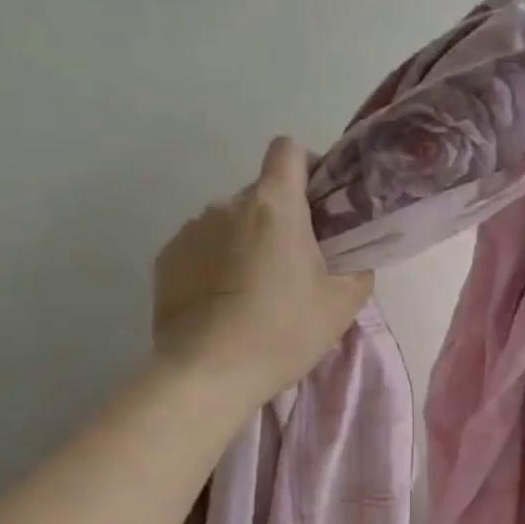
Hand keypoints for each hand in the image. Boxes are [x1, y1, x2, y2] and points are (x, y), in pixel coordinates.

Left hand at [152, 137, 373, 403]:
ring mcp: (191, 230)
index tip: (317, 202)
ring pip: (230, 222)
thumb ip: (358, 268)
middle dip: (279, 219)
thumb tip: (352, 258)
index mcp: (274, 206)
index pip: (288, 150)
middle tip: (293, 265)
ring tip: (253, 291)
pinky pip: (201, 247)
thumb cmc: (284, 331)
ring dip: (245, 242)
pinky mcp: (166, 259)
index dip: (306, 166)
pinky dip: (215, 263)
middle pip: (261, 194)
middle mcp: (228, 204)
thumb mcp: (342, 304)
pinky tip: (222, 303)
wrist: (208, 373)